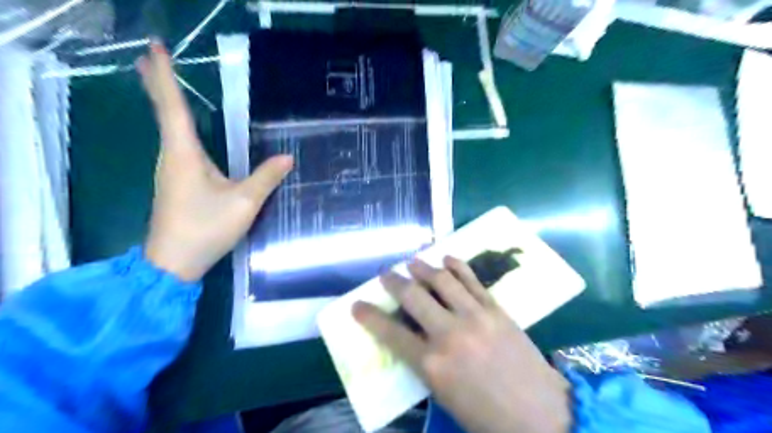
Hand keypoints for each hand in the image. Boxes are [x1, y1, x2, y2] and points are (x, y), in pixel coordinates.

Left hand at [136, 43, 292, 281]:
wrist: (173, 262)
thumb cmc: (206, 228)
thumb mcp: (244, 202)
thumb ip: (266, 177)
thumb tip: (288, 157)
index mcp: (184, 154)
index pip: (173, 106)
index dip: (165, 76)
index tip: (155, 47)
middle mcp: (171, 156)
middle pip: (164, 112)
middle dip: (157, 82)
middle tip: (151, 54)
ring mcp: (170, 170)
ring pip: (167, 127)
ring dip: (165, 101)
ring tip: (163, 81)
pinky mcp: (175, 182)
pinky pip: (175, 144)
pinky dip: (175, 124)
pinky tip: (182, 127)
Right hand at [356, 257, 571, 432]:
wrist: (542, 414)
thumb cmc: (488, 416)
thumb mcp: (445, 397)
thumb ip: (425, 364)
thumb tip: (412, 339)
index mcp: (433, 364)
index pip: (391, 333)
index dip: (369, 316)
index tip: (357, 304)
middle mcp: (449, 333)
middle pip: (413, 297)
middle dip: (394, 281)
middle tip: (385, 272)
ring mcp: (475, 316)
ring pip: (442, 280)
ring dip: (423, 267)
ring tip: (412, 260)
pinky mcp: (496, 309)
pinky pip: (473, 280)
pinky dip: (457, 266)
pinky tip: (447, 258)